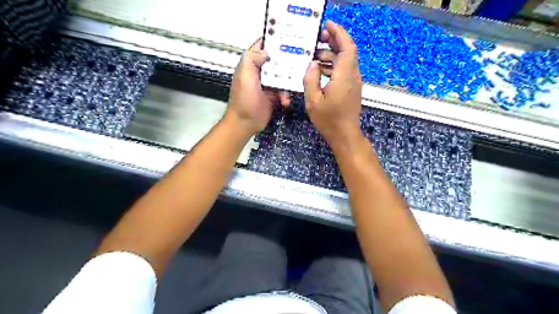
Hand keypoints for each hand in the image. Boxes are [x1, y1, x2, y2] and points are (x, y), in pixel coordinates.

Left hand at [226, 38, 290, 134]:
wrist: (246, 123)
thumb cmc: (243, 100)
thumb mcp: (245, 77)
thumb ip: (252, 60)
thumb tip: (266, 51)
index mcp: (251, 64)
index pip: (262, 46)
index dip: (273, 39)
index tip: (288, 35)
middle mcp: (260, 71)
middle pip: (276, 60)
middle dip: (287, 60)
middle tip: (301, 58)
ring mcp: (268, 84)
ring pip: (283, 75)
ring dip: (289, 81)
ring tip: (293, 85)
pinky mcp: (274, 95)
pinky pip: (284, 90)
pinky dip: (286, 95)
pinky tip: (285, 101)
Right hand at [304, 22, 364, 148]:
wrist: (345, 135)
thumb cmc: (329, 120)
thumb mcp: (313, 101)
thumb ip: (311, 79)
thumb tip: (313, 64)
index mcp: (344, 76)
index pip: (347, 47)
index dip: (339, 33)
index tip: (327, 26)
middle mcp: (352, 76)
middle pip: (347, 51)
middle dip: (334, 41)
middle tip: (318, 39)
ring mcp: (354, 82)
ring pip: (346, 61)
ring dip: (332, 55)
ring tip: (315, 56)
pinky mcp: (352, 88)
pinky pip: (345, 70)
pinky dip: (334, 65)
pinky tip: (321, 70)